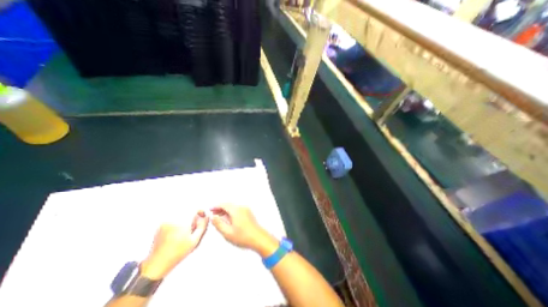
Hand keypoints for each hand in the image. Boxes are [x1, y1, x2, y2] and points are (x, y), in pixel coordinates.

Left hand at [141, 210, 209, 278]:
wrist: (157, 263)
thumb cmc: (177, 253)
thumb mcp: (195, 240)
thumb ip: (202, 226)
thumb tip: (207, 216)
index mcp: (182, 222)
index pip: (194, 208)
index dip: (200, 211)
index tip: (202, 216)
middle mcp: (173, 219)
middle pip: (188, 210)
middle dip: (193, 216)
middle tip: (194, 226)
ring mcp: (166, 221)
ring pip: (181, 213)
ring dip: (186, 218)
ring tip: (185, 230)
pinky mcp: (161, 225)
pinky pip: (174, 218)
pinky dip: (178, 221)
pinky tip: (178, 232)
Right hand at [211, 203, 278, 254]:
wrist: (259, 238)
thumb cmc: (243, 237)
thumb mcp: (227, 232)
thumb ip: (218, 224)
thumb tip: (213, 217)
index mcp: (236, 210)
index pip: (224, 204)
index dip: (216, 206)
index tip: (210, 209)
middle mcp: (242, 207)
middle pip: (229, 205)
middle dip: (220, 208)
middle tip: (213, 213)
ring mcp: (246, 210)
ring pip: (233, 207)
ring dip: (226, 210)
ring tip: (219, 217)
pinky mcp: (248, 213)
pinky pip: (238, 210)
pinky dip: (231, 212)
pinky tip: (228, 219)